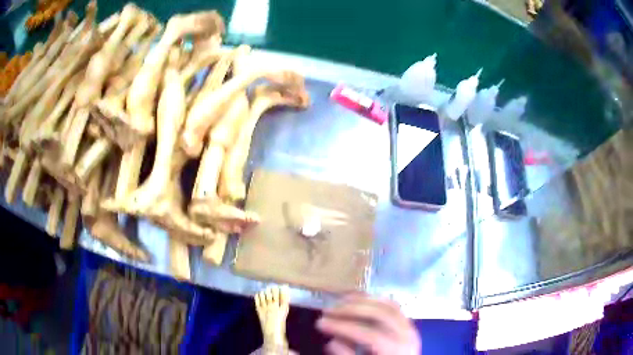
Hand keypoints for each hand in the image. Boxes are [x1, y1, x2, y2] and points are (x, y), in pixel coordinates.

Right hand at [316, 294, 420, 354]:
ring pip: (387, 305)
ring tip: (339, 303)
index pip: (369, 334)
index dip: (344, 327)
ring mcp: (409, 326)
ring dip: (361, 301)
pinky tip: (356, 300)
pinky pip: (391, 305)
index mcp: (397, 350)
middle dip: (351, 309)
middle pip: (380, 314)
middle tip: (328, 311)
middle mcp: (407, 335)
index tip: (320, 323)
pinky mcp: (406, 322)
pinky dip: (373, 300)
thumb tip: (333, 342)